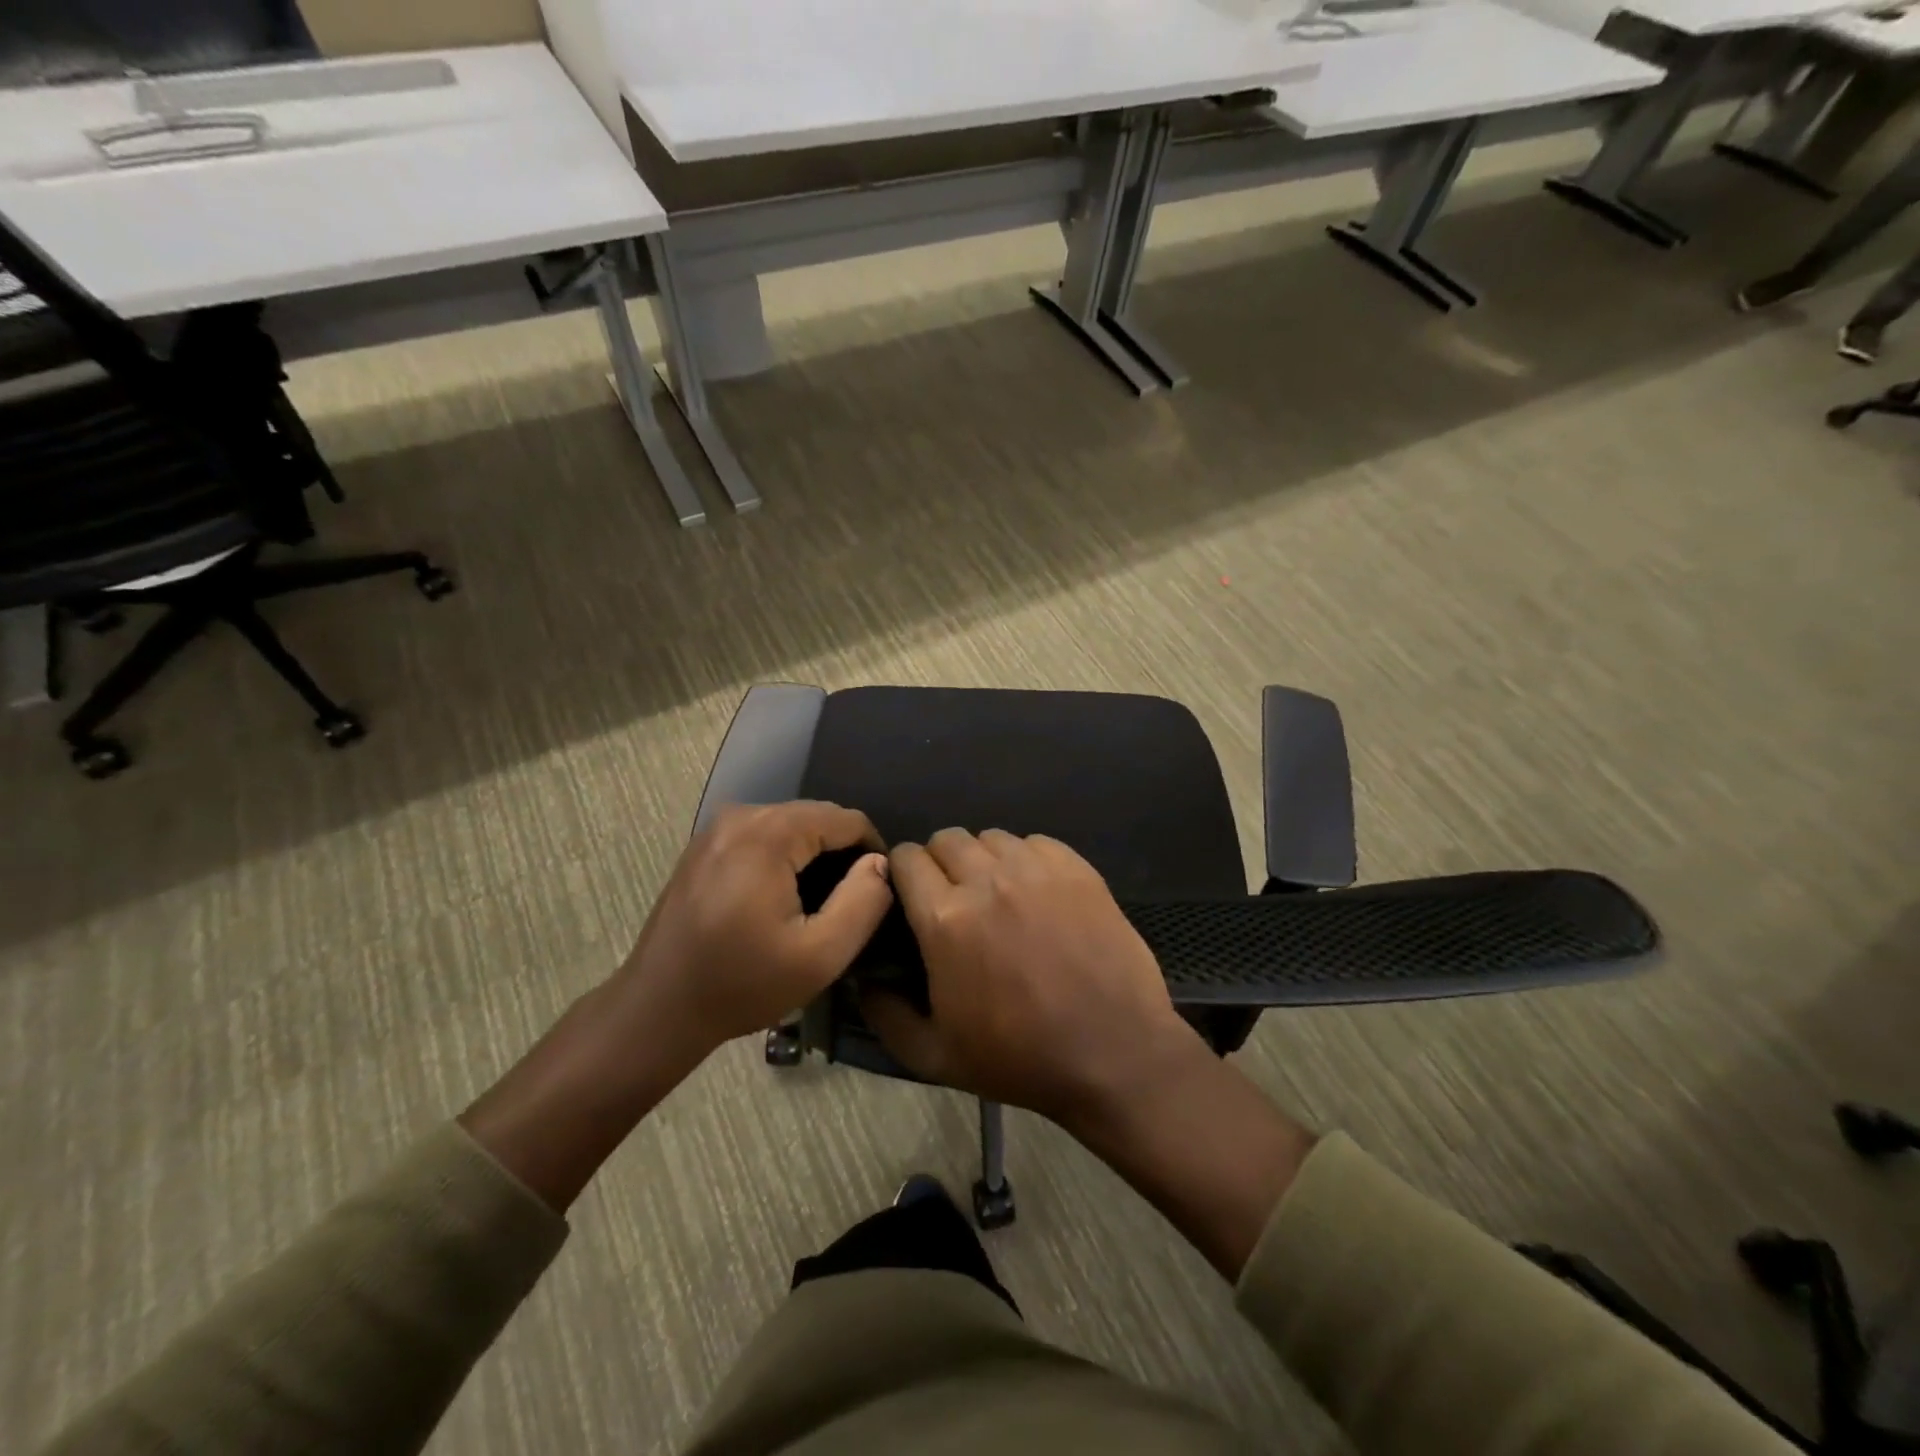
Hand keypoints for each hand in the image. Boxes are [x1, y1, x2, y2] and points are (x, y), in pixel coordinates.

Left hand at [617, 801, 894, 1052]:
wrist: (657, 1010)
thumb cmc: (741, 986)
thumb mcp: (820, 956)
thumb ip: (863, 902)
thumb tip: (882, 863)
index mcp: (767, 833)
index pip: (846, 819)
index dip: (873, 852)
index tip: (878, 893)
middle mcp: (740, 815)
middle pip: (817, 817)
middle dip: (842, 853)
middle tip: (851, 904)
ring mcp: (716, 828)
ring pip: (791, 825)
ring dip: (814, 856)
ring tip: (821, 904)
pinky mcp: (705, 846)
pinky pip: (763, 836)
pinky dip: (785, 858)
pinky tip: (784, 900)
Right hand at [864, 828, 1205, 1130]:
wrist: (1113, 1055)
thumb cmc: (1019, 1059)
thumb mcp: (934, 1056)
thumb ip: (885, 1014)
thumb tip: (864, 980)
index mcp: (945, 919)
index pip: (907, 858)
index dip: (903, 873)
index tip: (912, 896)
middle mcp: (987, 880)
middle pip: (947, 839)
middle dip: (941, 863)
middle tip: (956, 898)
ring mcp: (1036, 870)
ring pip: (992, 838)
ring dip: (985, 860)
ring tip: (999, 895)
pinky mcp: (1077, 869)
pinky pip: (1036, 843)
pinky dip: (1027, 860)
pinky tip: (1037, 893)